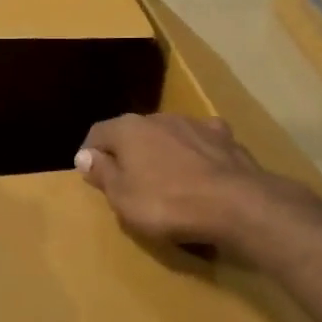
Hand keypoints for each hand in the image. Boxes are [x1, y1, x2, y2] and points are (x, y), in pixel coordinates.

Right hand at [75, 114, 317, 255]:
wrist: (236, 204)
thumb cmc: (167, 204)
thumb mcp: (123, 198)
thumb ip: (103, 174)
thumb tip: (85, 155)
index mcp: (128, 129)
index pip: (98, 133)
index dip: (90, 154)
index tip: (90, 175)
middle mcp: (160, 117)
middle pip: (134, 132)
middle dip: (128, 152)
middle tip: (127, 182)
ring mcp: (196, 124)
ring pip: (168, 135)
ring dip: (162, 152)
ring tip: (166, 180)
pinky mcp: (226, 138)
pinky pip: (200, 145)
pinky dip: (195, 156)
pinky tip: (200, 174)